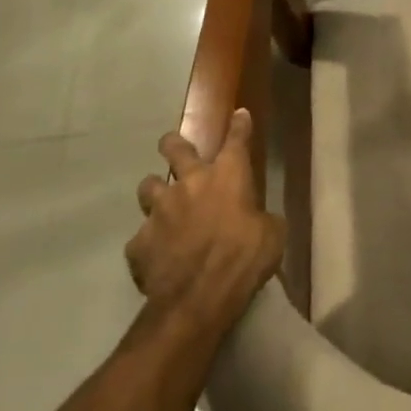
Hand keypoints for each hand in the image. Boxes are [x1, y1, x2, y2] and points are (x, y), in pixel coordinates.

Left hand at [125, 109, 284, 334]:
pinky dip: (149, 242)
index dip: (239, 125)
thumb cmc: (245, 258)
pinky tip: (156, 255)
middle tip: (171, 145)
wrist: (199, 297)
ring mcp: (159, 211)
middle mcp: (190, 183)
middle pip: (175, 149)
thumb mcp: (272, 235)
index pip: (236, 140)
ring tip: (160, 203)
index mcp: (228, 176)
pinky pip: (141, 237)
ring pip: (148, 186)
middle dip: (173, 144)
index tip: (238, 113)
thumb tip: (259, 220)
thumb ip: (262, 219)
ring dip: (155, 192)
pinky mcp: (138, 242)